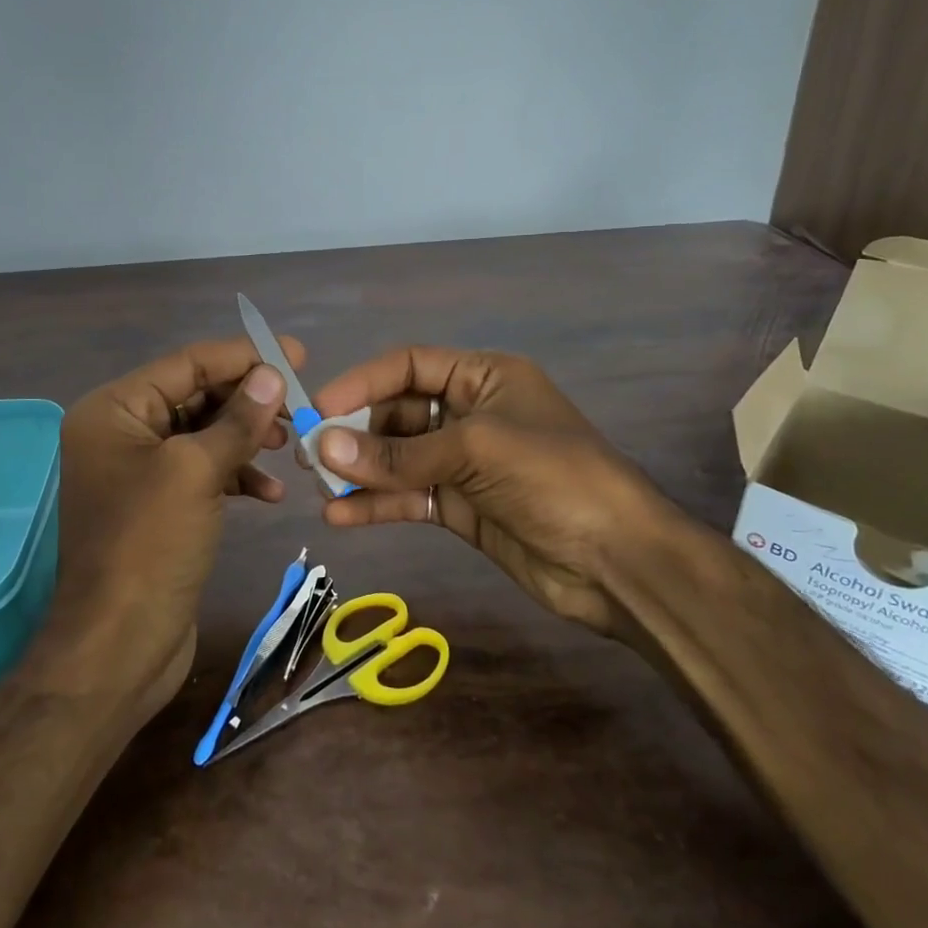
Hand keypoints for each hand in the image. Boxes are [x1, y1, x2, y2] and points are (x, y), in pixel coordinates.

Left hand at [35, 337, 302, 721]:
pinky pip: (202, 472)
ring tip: (287, 446)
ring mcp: (139, 471)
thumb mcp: (195, 472)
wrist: (118, 649)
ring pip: (203, 434)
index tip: (297, 355)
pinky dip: (236, 475)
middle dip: (248, 400)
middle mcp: (121, 432)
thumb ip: (237, 419)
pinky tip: (270, 492)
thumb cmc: (149, 547)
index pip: (187, 364)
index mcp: (114, 410)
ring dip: (246, 438)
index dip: (243, 357)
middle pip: (196, 396)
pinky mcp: (159, 505)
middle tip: (299, 407)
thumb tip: (272, 373)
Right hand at [311, 347, 685, 634]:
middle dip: (355, 433)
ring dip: (360, 471)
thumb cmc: (554, 479)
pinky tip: (341, 516)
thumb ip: (399, 454)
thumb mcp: (475, 451)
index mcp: (483, 377)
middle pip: (398, 413)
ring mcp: (464, 463)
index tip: (320, 407)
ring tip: (318, 487)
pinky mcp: (460, 507)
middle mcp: (469, 413)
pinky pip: (408, 496)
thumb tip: (323, 448)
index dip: (363, 382)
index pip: (409, 365)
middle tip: (310, 455)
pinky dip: (377, 504)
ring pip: (398, 458)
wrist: (618, 562)